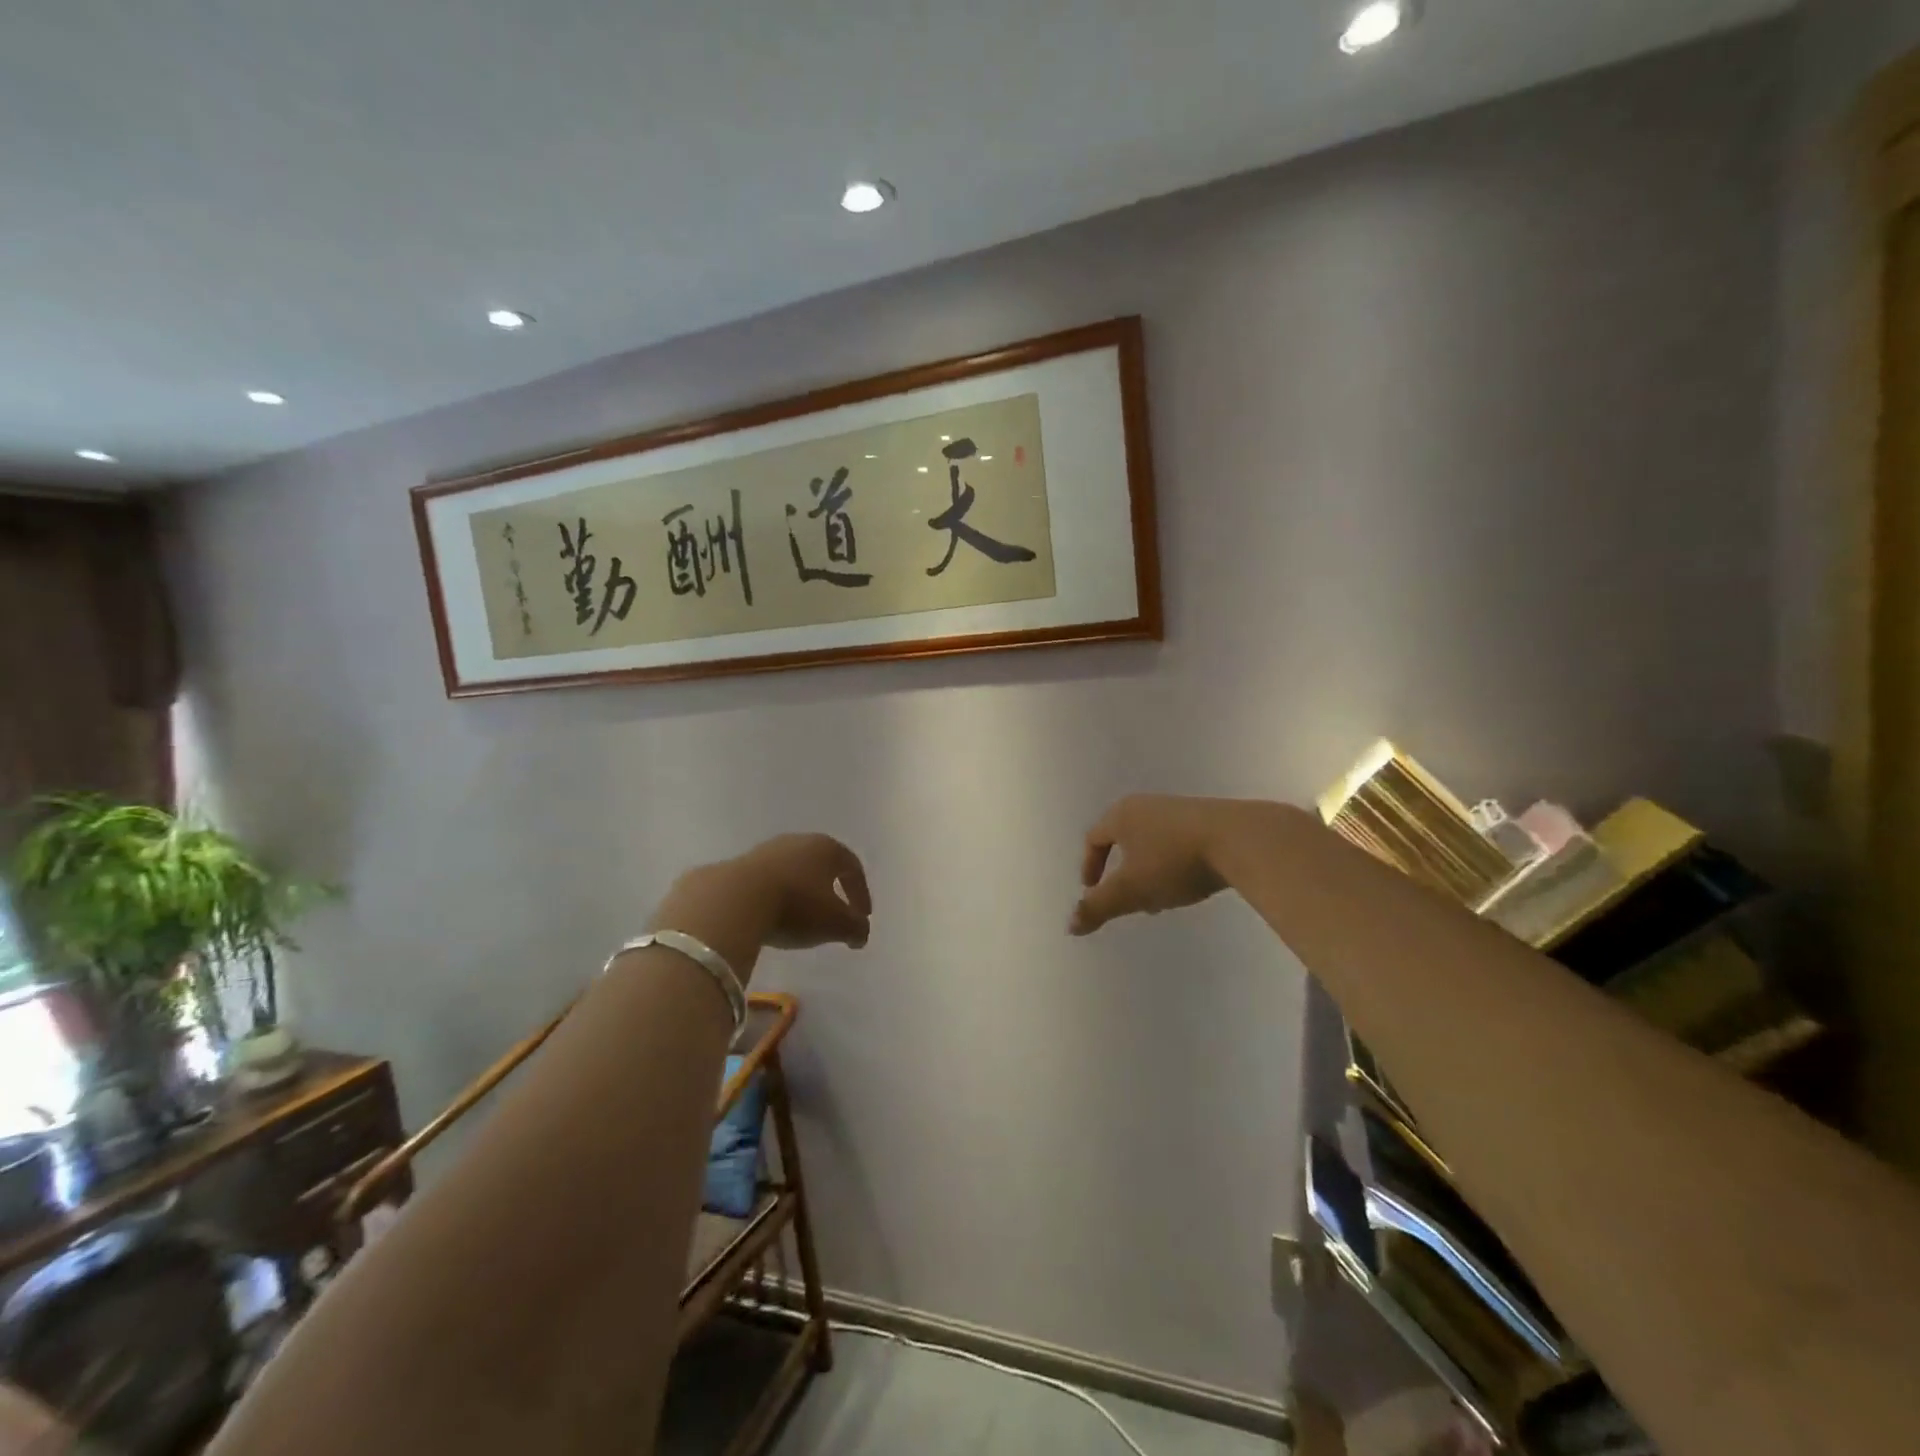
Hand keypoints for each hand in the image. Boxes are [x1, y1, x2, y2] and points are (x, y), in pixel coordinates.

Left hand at [652, 834, 871, 981]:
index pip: (852, 867)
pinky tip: (772, 917)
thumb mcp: (835, 923)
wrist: (733, 900)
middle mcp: (798, 841)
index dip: (861, 893)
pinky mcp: (739, 865)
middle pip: (822, 865)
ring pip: (793, 871)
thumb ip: (856, 928)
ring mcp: (766, 850)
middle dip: (831, 890)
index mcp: (827, 848)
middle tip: (835, 914)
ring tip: (801, 919)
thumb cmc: (796, 906)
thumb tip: (860, 934)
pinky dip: (776, 897)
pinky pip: (767, 882)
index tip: (863, 917)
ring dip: (802, 893)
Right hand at [1070, 795, 1267, 934]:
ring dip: (1147, 871)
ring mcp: (1178, 809)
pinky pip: (1176, 842)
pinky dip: (1171, 864)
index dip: (1089, 866)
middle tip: (1125, 899)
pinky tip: (1188, 884)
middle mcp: (1146, 805)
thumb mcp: (1131, 890)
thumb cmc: (1174, 862)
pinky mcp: (1207, 818)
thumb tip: (1070, 925)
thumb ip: (1098, 907)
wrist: (1240, 840)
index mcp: (1121, 815)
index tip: (1093, 892)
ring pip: (1150, 842)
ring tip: (1159, 898)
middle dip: (1120, 872)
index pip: (1094, 838)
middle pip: (1122, 839)